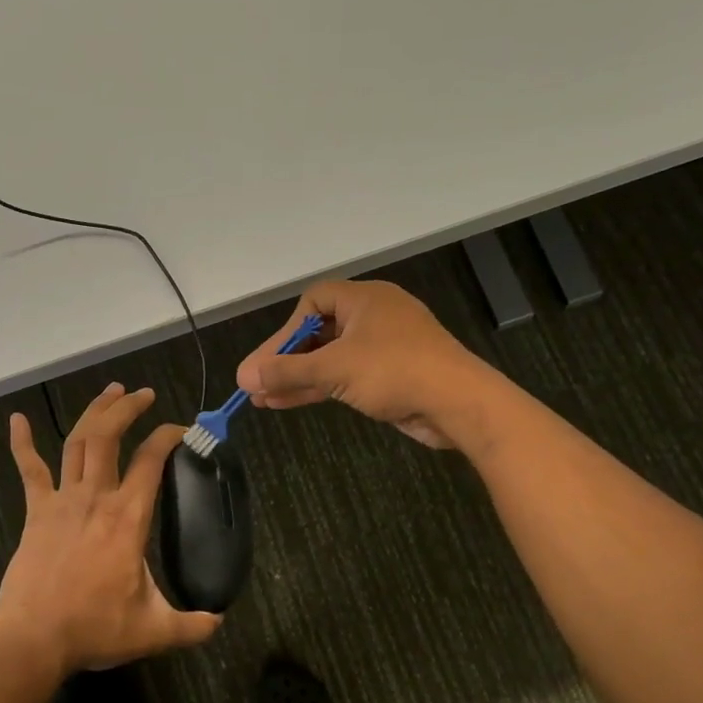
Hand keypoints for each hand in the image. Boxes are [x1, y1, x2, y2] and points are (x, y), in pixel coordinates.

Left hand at [0, 383, 221, 672]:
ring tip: (110, 392)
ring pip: (77, 442)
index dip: (169, 436)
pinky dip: (22, 443)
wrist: (33, 638)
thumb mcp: (153, 630)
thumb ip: (191, 625)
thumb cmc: (94, 628)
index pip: (152, 460)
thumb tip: (219, 621)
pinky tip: (16, 419)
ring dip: (94, 412)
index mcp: (128, 517)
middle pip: (109, 436)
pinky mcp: (36, 511)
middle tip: (143, 394)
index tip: (183, 429)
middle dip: (127, 408)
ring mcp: (62, 500)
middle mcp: (96, 497)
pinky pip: (29, 470)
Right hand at [236, 280, 491, 448]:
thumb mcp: (334, 369)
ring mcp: (384, 348)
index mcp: (365, 299)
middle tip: (255, 382)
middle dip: (286, 359)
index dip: (288, 328)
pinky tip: (289, 402)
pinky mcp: (391, 376)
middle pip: (319, 333)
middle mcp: (374, 317)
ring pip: (331, 359)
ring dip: (299, 378)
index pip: (314, 300)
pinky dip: (320, 387)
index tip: (272, 357)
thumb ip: (287, 371)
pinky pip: (347, 376)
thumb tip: (244, 376)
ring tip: (262, 399)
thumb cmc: (394, 370)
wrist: (458, 403)